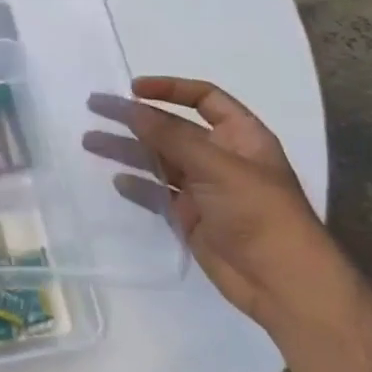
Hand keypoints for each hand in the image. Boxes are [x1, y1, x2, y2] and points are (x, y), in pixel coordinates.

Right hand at [84, 77, 347, 330]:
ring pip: (158, 159)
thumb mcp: (216, 166)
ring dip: (127, 149)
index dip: (170, 89)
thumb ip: (170, 136)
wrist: (281, 281)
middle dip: (135, 118)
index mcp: (240, 136)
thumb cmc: (259, 212)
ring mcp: (204, 188)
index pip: (204, 99)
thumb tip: (131, 108)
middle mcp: (220, 156)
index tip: (133, 89)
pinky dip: (138, 186)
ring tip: (90, 141)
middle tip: (96, 107)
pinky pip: (158, 193)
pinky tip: (117, 181)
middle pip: (172, 128)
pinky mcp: (190, 217)